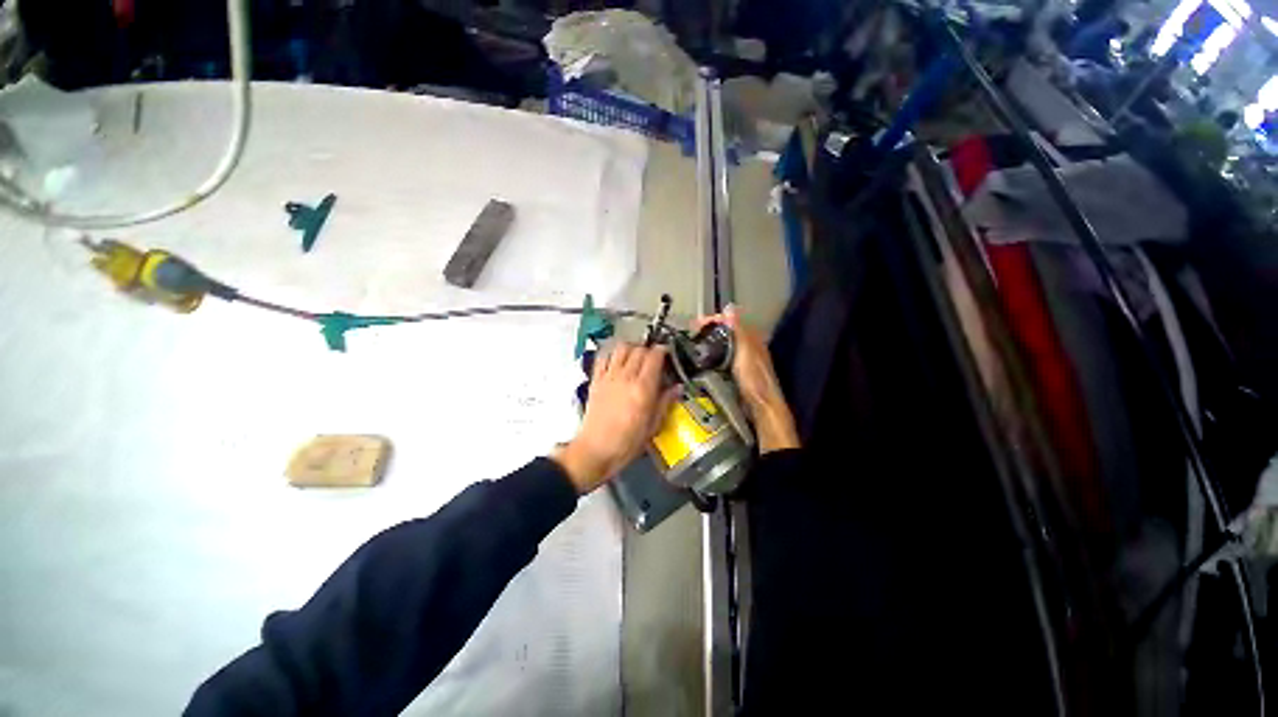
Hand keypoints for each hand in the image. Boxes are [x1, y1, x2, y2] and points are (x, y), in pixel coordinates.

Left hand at [552, 343, 675, 493]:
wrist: (595, 450)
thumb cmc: (628, 442)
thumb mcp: (653, 426)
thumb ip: (665, 402)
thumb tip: (678, 387)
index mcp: (643, 388)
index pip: (654, 357)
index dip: (662, 350)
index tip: (667, 352)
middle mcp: (626, 377)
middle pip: (639, 349)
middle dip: (648, 349)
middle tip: (653, 358)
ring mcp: (608, 376)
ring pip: (621, 348)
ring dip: (631, 348)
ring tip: (636, 356)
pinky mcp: (595, 380)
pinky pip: (603, 357)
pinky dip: (612, 354)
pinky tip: (617, 361)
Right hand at [694, 305, 798, 453]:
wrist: (761, 407)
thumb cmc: (754, 379)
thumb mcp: (745, 351)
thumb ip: (738, 330)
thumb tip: (730, 308)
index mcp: (752, 339)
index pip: (731, 322)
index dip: (714, 320)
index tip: (697, 323)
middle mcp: (749, 348)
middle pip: (727, 333)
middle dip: (709, 331)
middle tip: (692, 334)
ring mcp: (743, 361)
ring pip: (724, 346)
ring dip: (710, 343)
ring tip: (693, 345)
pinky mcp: (737, 373)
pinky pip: (723, 358)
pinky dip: (712, 355)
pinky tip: (703, 360)